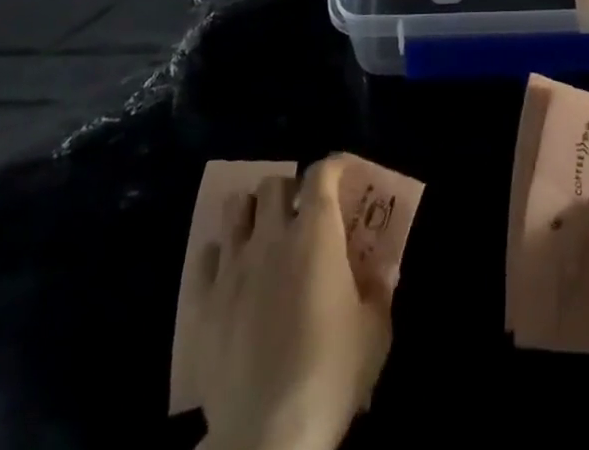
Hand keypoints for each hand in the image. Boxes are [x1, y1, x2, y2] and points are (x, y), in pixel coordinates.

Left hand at [194, 155, 392, 449]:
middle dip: (288, 191)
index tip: (343, 171)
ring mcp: (232, 267)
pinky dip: (220, 255)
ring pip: (234, 209)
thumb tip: (386, 266)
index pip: (321, 173)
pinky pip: (206, 256)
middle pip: (272, 184)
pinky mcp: (203, 302)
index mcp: (316, 233)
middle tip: (300, 214)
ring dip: (251, 213)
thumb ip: (380, 289)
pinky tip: (232, 273)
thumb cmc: (330, 374)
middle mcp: (271, 236)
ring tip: (262, 234)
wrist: (267, 434)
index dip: (333, 165)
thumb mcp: (374, 332)